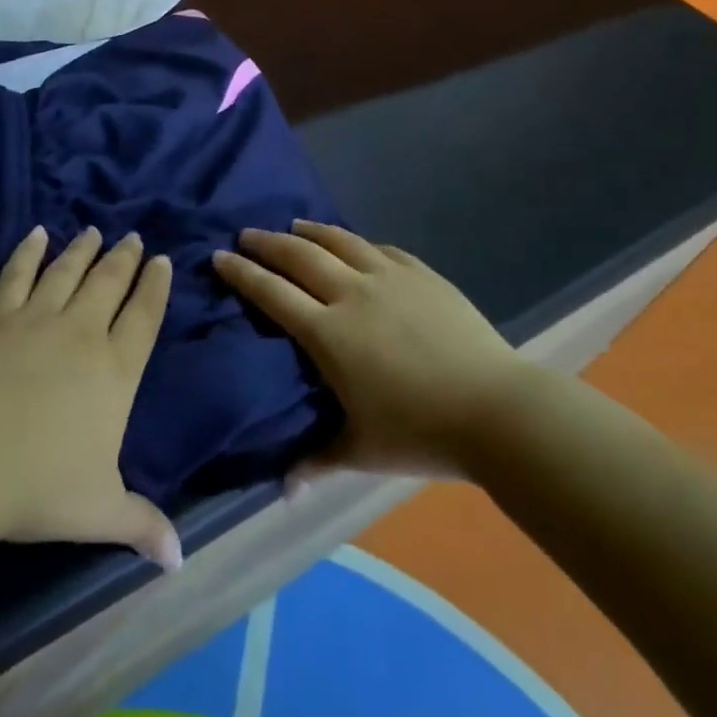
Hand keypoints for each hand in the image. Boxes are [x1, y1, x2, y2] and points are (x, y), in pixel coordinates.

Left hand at [0, 226, 183, 570]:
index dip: (155, 286)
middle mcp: (84, 333)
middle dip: (125, 258)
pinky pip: (18, 274)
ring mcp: (39, 319)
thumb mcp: (101, 510)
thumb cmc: (41, 486)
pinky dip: (28, 251)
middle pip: (110, 283)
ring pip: (68, 271)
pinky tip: (36, 233)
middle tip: (133, 236)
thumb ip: (142, 524)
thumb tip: (179, 560)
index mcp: (116, 370)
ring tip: (94, 230)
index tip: (161, 261)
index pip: (144, 316)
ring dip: (84, 249)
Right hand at [213, 221, 522, 483]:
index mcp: (328, 333)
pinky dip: (358, 242)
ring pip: (340, 242)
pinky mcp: (423, 275)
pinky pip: (381, 249)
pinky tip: (354, 242)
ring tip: (293, 225)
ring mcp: (390, 279)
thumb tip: (283, 491)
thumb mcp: (361, 451)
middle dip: (267, 243)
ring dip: (311, 231)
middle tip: (246, 234)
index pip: (273, 293)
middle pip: (300, 257)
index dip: (243, 273)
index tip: (220, 256)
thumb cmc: (420, 432)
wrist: (497, 409)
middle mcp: (352, 294)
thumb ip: (316, 462)